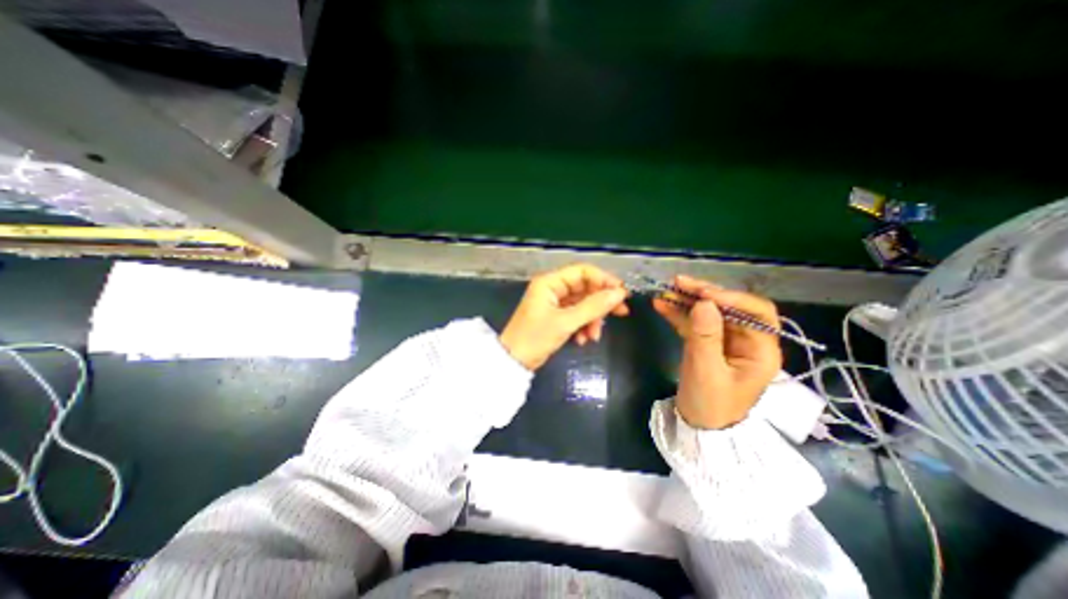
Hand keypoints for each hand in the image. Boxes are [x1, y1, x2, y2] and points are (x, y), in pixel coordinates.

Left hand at [498, 263, 626, 371]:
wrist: (513, 362)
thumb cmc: (535, 338)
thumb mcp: (565, 322)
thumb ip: (593, 307)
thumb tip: (619, 293)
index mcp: (550, 282)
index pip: (583, 272)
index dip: (604, 280)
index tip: (621, 294)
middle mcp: (552, 289)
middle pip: (585, 288)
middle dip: (601, 303)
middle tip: (621, 313)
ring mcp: (554, 304)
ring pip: (583, 304)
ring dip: (592, 319)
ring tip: (594, 335)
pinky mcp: (556, 317)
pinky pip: (576, 316)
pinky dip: (583, 326)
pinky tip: (583, 340)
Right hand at [650, 276, 782, 430]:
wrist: (698, 426)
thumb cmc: (710, 404)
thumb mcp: (706, 371)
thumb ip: (706, 337)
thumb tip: (704, 303)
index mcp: (760, 350)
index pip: (757, 313)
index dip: (732, 298)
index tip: (704, 294)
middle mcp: (746, 341)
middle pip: (729, 307)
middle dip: (704, 294)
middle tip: (678, 282)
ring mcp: (724, 341)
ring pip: (709, 312)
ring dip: (688, 300)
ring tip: (667, 290)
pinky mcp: (706, 343)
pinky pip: (694, 323)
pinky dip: (679, 313)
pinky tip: (662, 305)